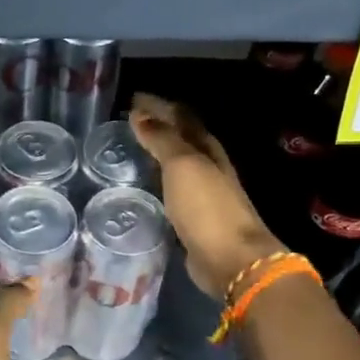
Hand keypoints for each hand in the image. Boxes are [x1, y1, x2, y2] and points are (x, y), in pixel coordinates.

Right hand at [130, 93, 284, 296]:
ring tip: (131, 152)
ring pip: (176, 166)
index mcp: (208, 149)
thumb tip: (140, 114)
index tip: (132, 99)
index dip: (158, 106)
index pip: (181, 117)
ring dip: (157, 155)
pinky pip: (171, 192)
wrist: (231, 259)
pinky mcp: (193, 220)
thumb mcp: (183, 166)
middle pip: (181, 139)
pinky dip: (157, 183)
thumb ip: (162, 140)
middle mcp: (208, 167)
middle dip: (158, 127)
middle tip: (128, 123)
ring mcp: (203, 195)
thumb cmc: (207, 207)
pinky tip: (142, 188)